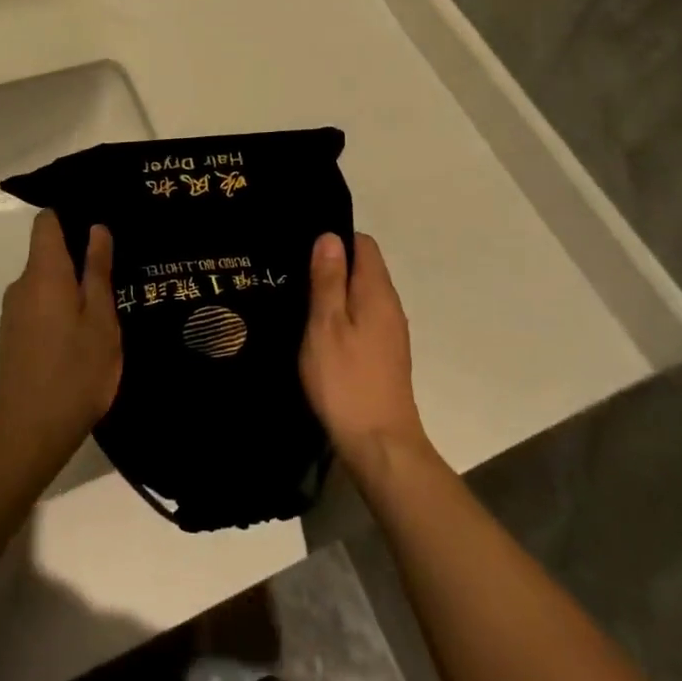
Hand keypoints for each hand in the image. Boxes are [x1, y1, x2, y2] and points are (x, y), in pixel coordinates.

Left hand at [0, 212, 121, 467]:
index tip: (98, 222)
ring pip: (45, 281)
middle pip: (47, 252)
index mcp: (44, 273)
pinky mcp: (12, 335)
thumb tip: (96, 228)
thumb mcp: (100, 320)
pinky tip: (84, 331)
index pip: (46, 221)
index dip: (70, 214)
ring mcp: (13, 312)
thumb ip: (97, 271)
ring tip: (108, 302)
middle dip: (78, 255)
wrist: (29, 433)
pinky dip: (60, 307)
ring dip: (71, 285)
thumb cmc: (75, 372)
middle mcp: (22, 285)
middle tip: (117, 268)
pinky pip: (39, 304)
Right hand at [300, 233, 431, 487]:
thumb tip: (330, 236)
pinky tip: (316, 331)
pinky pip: (362, 319)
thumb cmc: (346, 380)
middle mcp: (390, 306)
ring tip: (297, 299)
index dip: (335, 239)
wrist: (379, 444)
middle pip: (363, 268)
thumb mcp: (326, 324)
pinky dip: (341, 316)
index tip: (302, 246)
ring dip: (334, 293)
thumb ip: (329, 279)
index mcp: (377, 292)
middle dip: (331, 265)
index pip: (363, 244)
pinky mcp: (383, 355)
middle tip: (291, 272)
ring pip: (361, 295)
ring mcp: (389, 332)